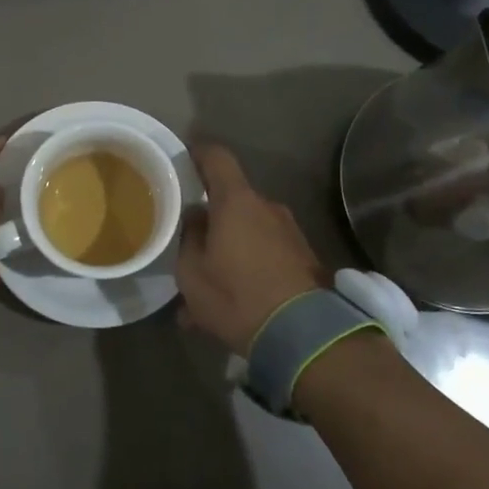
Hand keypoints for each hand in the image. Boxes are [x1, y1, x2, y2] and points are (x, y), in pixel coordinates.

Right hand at [175, 143, 327, 353]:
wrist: (304, 335)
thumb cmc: (236, 296)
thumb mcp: (192, 273)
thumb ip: (190, 237)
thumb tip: (196, 216)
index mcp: (237, 202)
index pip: (217, 158)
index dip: (198, 153)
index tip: (184, 158)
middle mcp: (267, 207)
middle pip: (232, 201)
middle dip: (212, 220)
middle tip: (190, 245)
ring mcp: (290, 232)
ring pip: (248, 232)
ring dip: (229, 250)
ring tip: (208, 287)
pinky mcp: (304, 257)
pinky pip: (266, 253)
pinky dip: (247, 268)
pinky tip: (232, 302)